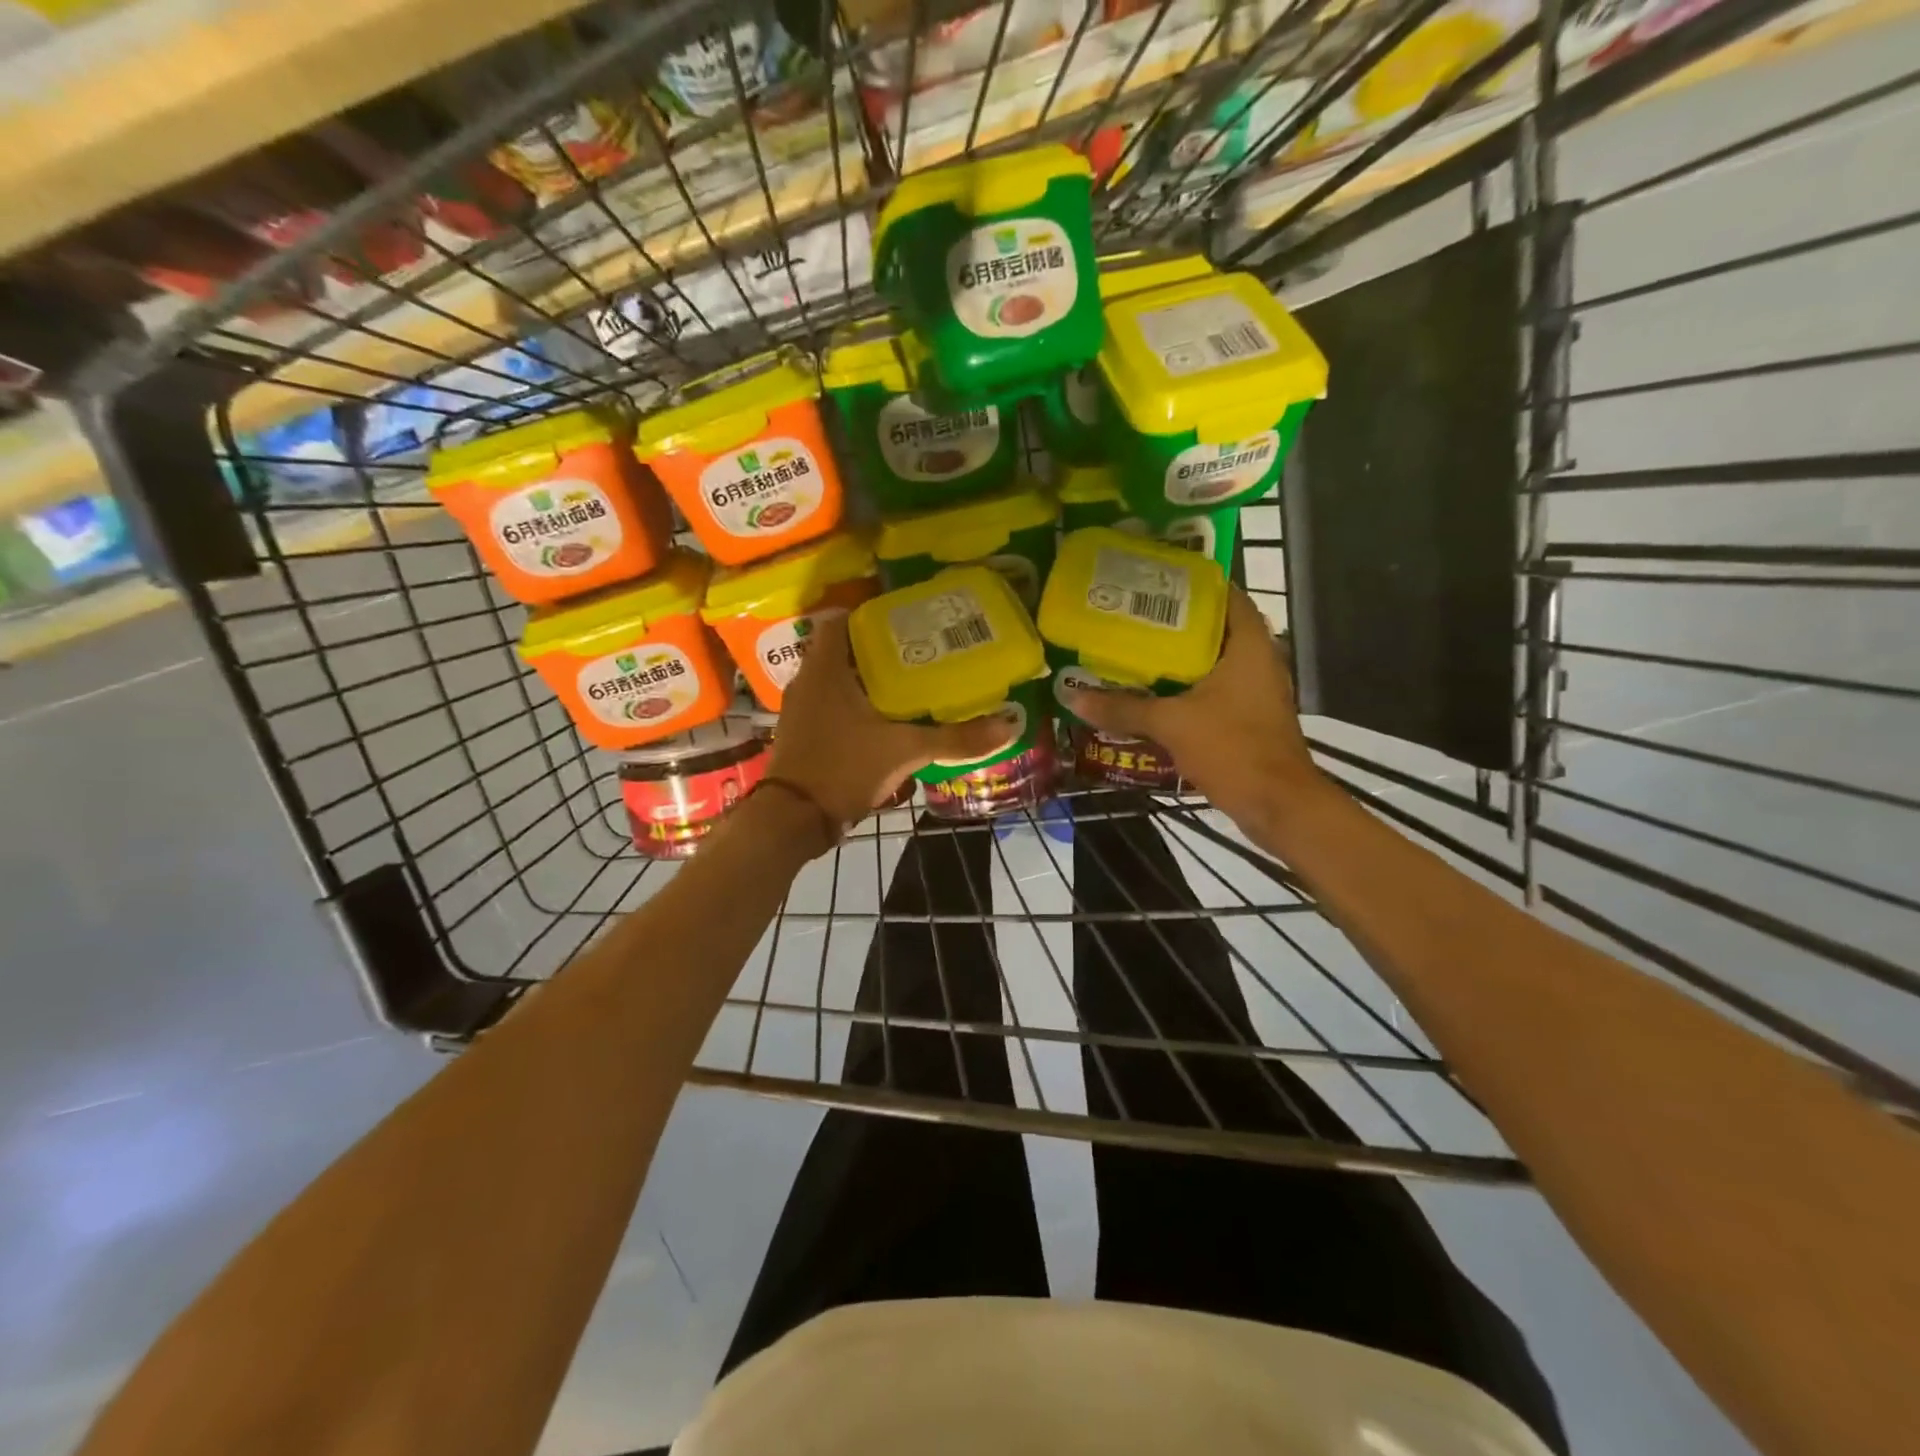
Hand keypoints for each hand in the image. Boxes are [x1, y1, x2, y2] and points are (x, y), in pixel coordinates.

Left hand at [767, 612, 1018, 825]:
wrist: (794, 819)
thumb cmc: (844, 768)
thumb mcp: (905, 751)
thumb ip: (955, 738)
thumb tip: (1009, 726)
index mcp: (825, 669)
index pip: (839, 620)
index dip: (869, 615)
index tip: (903, 620)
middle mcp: (807, 681)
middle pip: (841, 649)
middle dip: (875, 648)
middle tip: (916, 650)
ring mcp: (799, 708)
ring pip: (834, 678)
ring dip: (864, 677)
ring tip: (906, 681)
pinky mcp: (801, 732)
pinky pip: (828, 703)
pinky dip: (851, 703)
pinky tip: (881, 717)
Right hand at [1060, 587, 1318, 826]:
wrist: (1276, 804)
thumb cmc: (1232, 748)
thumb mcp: (1171, 724)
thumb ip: (1123, 708)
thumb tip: (1073, 697)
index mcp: (1249, 645)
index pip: (1225, 595)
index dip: (1191, 584)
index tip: (1153, 581)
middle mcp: (1258, 660)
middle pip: (1214, 629)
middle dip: (1175, 623)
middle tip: (1132, 618)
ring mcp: (1256, 691)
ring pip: (1213, 662)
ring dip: (1179, 659)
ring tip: (1134, 652)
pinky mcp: (1250, 717)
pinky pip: (1214, 690)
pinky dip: (1187, 688)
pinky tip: (1153, 695)